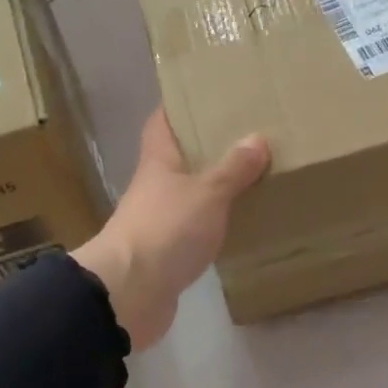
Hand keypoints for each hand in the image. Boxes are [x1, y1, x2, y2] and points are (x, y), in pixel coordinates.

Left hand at [70, 108, 270, 350]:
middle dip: (207, 148)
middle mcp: (155, 187)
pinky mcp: (167, 254)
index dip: (179, 107)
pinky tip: (239, 223)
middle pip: (179, 159)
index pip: (162, 122)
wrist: (130, 293)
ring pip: (189, 195)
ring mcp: (158, 222)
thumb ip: (233, 168)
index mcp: (158, 162)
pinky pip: (195, 230)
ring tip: (252, 178)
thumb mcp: (208, 193)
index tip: (206, 95)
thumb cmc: (166, 229)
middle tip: (246, 136)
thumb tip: (257, 138)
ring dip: (214, 188)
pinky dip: (214, 224)